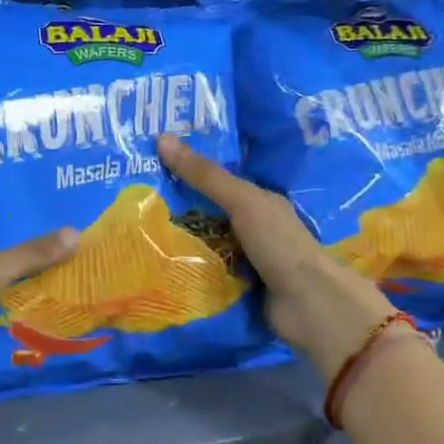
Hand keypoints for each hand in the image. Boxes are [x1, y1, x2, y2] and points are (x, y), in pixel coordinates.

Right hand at [157, 133, 395, 378]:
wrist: (309, 305)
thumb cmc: (279, 244)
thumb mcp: (242, 202)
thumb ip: (205, 175)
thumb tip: (162, 138)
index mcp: (260, 202)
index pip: (218, 180)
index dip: (188, 171)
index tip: (150, 164)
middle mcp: (254, 228)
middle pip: (207, 213)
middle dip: (176, 209)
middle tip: (134, 199)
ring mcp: (246, 260)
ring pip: (204, 245)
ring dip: (178, 242)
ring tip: (136, 233)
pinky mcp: (237, 289)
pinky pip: (205, 273)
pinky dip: (186, 271)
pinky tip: (156, 267)